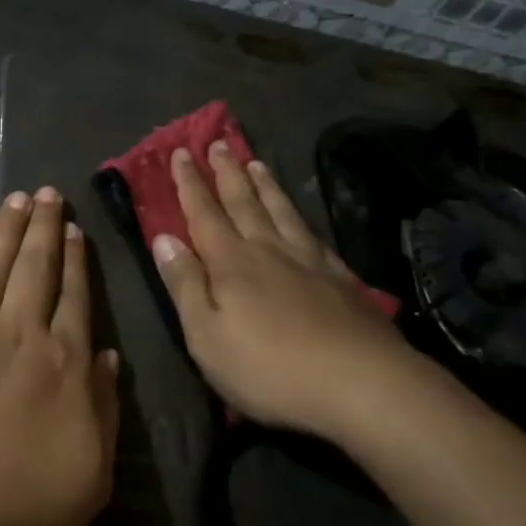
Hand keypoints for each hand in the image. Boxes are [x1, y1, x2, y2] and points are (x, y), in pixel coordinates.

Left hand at [0, 188, 119, 525]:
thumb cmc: (13, 518)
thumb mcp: (88, 480)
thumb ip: (105, 411)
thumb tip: (109, 357)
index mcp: (63, 366)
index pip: (75, 299)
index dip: (76, 261)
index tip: (75, 229)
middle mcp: (18, 335)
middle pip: (35, 268)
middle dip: (43, 227)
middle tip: (48, 192)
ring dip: (6, 231)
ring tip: (16, 199)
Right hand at [150, 143, 408, 440]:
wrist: (362, 383)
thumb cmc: (270, 367)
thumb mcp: (207, 336)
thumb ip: (185, 285)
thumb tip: (164, 239)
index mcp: (231, 262)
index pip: (203, 213)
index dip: (190, 183)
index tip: (181, 152)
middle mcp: (268, 249)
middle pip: (243, 202)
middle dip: (227, 172)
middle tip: (219, 143)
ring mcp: (308, 260)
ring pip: (280, 210)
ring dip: (265, 185)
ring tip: (256, 163)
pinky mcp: (340, 278)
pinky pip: (312, 233)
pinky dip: (299, 216)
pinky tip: (301, 216)